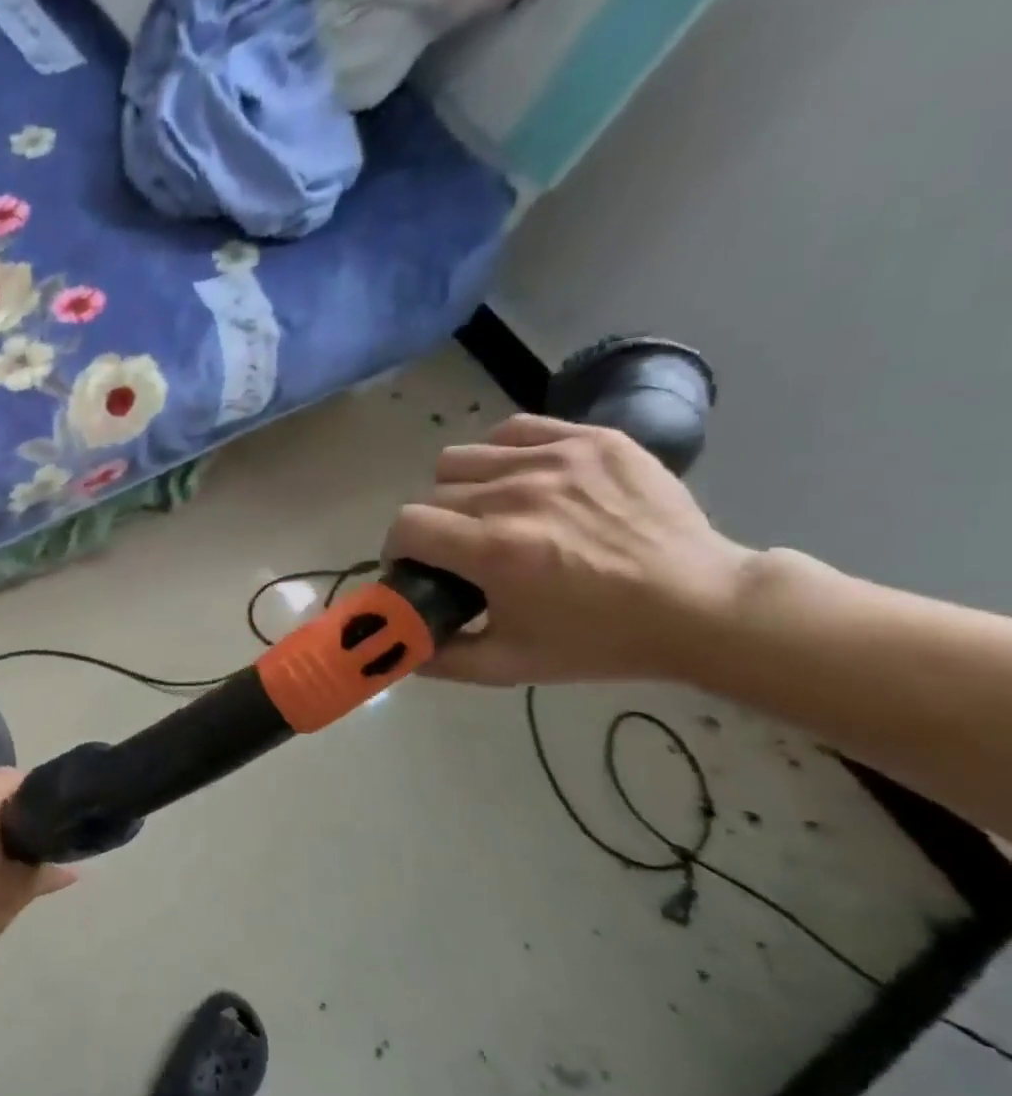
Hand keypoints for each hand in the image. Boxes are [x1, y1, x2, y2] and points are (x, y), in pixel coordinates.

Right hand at [382, 415, 755, 685]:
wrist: (704, 606)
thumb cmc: (601, 640)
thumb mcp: (511, 665)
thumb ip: (441, 659)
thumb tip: (393, 647)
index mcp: (495, 550)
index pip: (406, 525)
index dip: (400, 548)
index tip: (418, 565)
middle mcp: (517, 495)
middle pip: (432, 494)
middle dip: (434, 526)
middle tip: (461, 549)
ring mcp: (557, 460)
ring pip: (463, 458)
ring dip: (461, 488)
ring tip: (489, 511)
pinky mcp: (591, 440)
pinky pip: (513, 430)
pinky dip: (502, 453)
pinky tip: (520, 480)